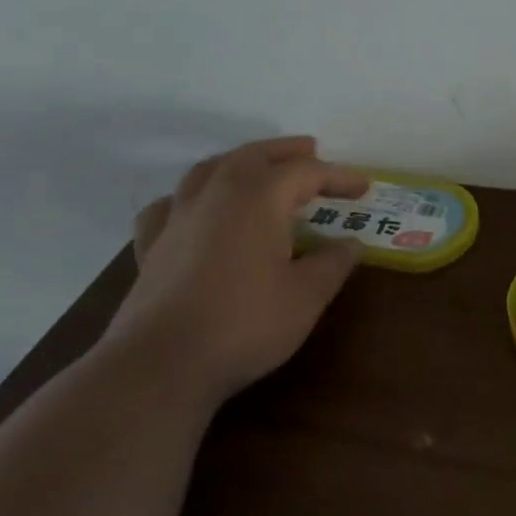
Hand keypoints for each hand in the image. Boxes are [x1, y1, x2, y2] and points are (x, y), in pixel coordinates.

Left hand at [105, 136, 368, 400]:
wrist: (161, 365)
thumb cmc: (245, 323)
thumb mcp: (307, 296)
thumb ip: (333, 263)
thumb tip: (351, 244)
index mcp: (259, 197)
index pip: (307, 172)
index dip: (338, 176)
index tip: (364, 187)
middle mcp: (217, 194)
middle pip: (254, 155)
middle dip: (285, 151)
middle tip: (311, 151)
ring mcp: (178, 218)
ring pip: (208, 170)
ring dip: (238, 162)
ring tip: (257, 168)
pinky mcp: (151, 247)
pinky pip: (169, 206)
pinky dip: (188, 198)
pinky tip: (194, 211)